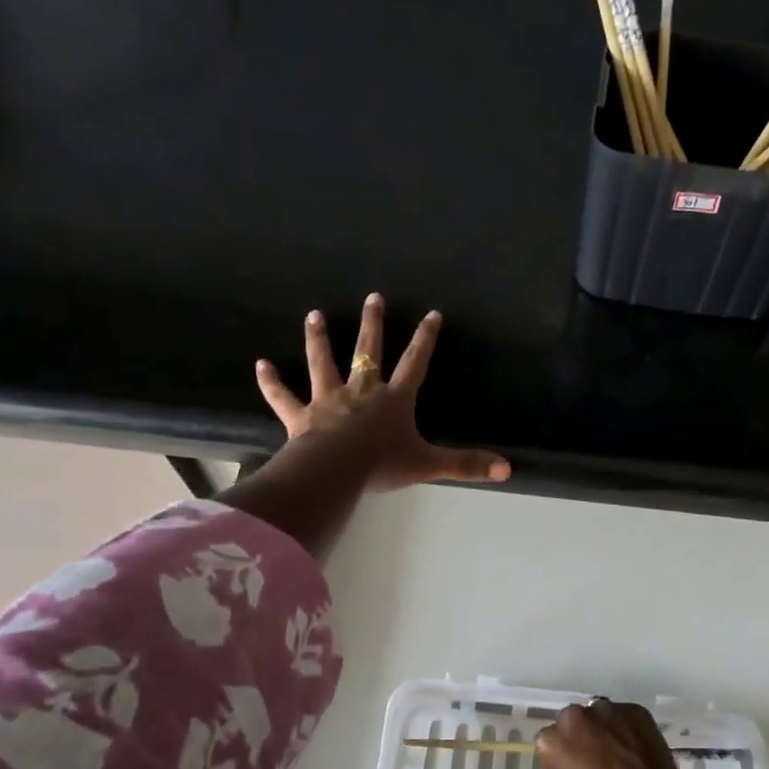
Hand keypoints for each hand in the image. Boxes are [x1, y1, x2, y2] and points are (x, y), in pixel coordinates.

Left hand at [256, 294, 509, 493]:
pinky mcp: (301, 416)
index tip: (431, 314)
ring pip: (323, 363)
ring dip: (319, 339)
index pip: (414, 363)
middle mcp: (361, 392)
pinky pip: (283, 396)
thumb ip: (466, 464)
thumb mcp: (429, 465)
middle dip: (373, 324)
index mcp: (393, 400)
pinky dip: (271, 382)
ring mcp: (328, 401)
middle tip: (373, 297)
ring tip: (314, 315)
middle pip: (368, 351)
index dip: (424, 339)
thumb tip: (508, 468)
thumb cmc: (382, 464)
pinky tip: (260, 365)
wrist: (336, 471)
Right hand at [536, 698, 701, 768]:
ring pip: (600, 713)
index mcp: (552, 741)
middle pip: (573, 719)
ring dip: (606, 726)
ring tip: (622, 749)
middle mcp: (574, 717)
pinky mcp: (634, 708)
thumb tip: (578, 757)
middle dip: (583, 733)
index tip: (576, 764)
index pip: (551, 738)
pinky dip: (629, 727)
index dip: (565, 752)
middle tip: (599, 755)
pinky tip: (639, 747)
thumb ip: (568, 764)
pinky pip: (625, 715)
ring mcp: (605, 709)